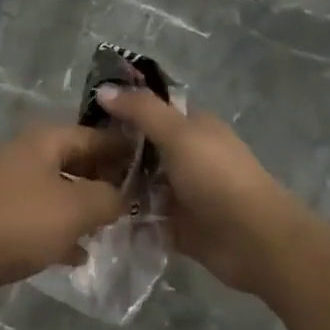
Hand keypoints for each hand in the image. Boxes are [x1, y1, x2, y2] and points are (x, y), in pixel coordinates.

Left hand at [0, 124, 128, 300]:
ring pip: (60, 191)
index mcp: (45, 140)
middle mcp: (28, 155)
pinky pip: (42, 217)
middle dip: (105, 181)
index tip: (150, 168)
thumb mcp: (78, 207)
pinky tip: (79, 254)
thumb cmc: (24, 221)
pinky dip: (62, 231)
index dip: (122, 150)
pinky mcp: (3, 216)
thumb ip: (109, 197)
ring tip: (113, 228)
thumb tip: (123, 196)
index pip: (93, 136)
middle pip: (76, 161)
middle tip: (135, 202)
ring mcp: (13, 185)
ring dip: (84, 208)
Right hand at [96, 85, 304, 294]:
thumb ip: (141, 111)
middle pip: (143, 147)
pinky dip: (127, 217)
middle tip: (74, 157)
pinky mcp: (179, 226)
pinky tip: (95, 216)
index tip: (84, 115)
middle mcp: (187, 155)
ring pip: (142, 183)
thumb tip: (104, 89)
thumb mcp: (179, 134)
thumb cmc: (218, 177)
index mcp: (193, 126)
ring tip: (78, 187)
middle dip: (112, 150)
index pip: (151, 109)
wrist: (256, 241)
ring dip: (117, 185)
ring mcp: (183, 192)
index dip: (121, 108)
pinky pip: (146, 217)